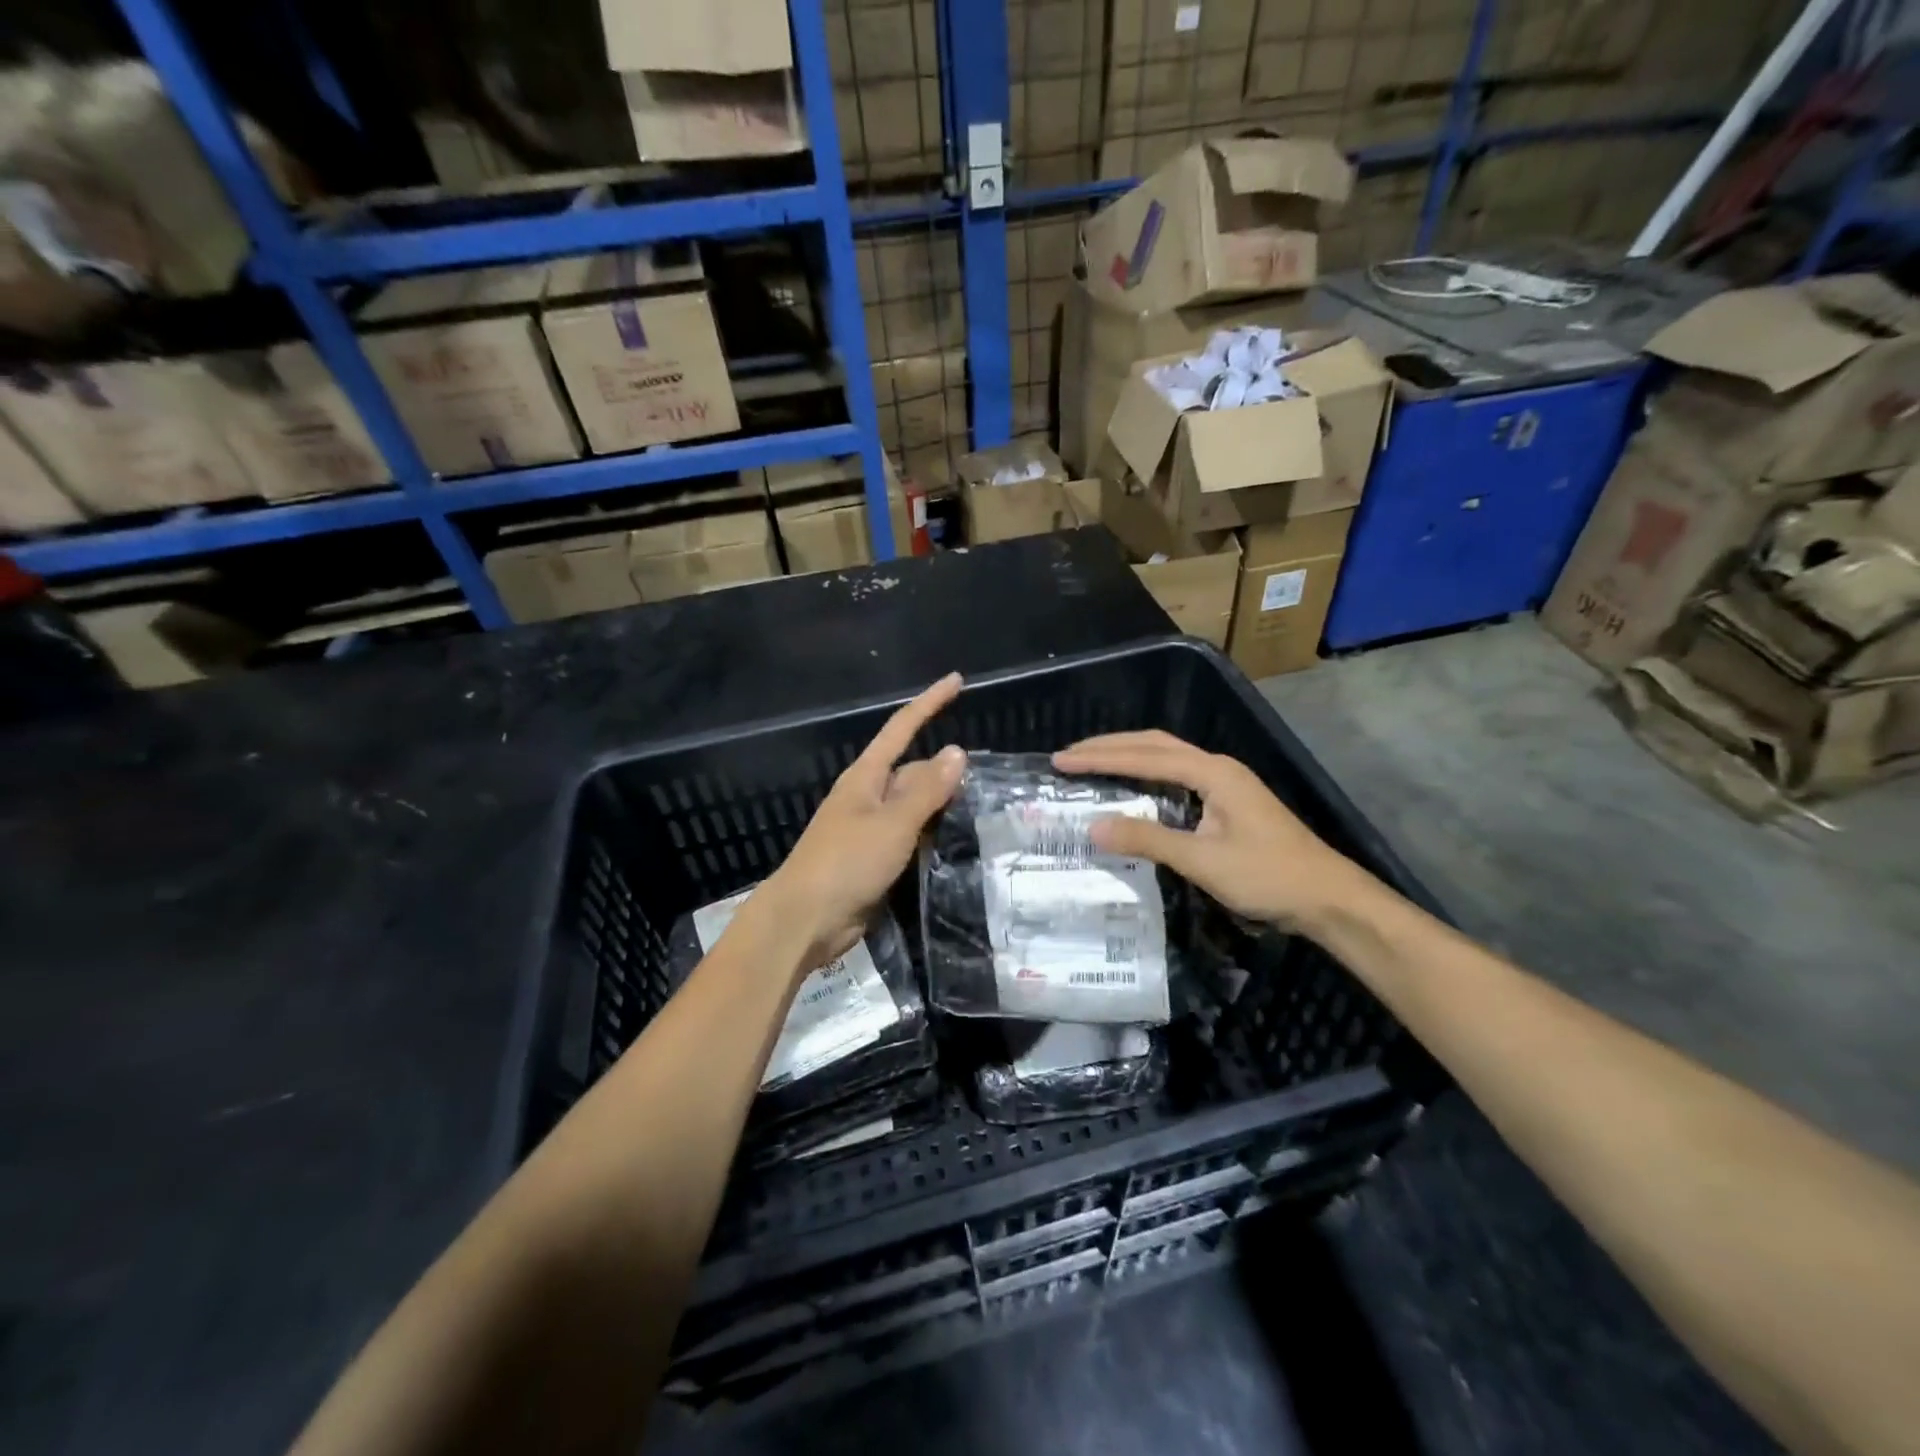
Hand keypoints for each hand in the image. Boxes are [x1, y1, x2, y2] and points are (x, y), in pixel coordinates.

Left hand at [756, 672, 965, 972]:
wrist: (805, 920)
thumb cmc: (846, 863)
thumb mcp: (893, 823)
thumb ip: (926, 790)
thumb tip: (956, 751)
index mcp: (866, 777)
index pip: (902, 728)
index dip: (930, 703)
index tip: (957, 681)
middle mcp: (868, 796)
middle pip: (913, 771)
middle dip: (944, 771)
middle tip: (987, 781)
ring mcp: (869, 828)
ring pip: (914, 806)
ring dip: (941, 806)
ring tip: (982, 809)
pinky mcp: (874, 859)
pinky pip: (909, 837)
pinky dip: (931, 836)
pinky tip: (955, 844)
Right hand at [1051, 730, 1371, 931]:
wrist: (1328, 898)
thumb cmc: (1268, 876)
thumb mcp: (1203, 861)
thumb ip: (1148, 839)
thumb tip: (1094, 826)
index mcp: (1213, 772)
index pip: (1145, 756)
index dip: (1101, 757)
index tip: (1062, 760)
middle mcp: (1218, 767)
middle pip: (1155, 744)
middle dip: (1110, 746)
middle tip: (1069, 755)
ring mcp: (1226, 783)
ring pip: (1167, 757)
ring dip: (1128, 756)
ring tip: (1091, 763)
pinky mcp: (1229, 802)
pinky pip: (1177, 776)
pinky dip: (1146, 774)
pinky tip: (1133, 787)